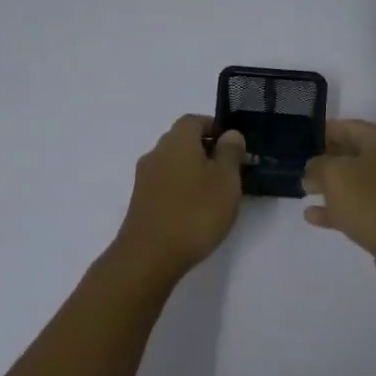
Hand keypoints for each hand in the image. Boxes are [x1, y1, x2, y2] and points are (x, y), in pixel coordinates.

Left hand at [111, 116, 246, 281]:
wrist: (150, 255)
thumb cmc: (195, 212)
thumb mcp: (225, 180)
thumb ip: (230, 153)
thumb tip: (230, 134)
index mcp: (177, 141)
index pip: (195, 120)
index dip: (215, 128)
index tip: (234, 146)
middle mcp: (156, 153)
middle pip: (182, 141)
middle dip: (206, 150)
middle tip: (230, 170)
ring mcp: (145, 178)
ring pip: (173, 164)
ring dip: (193, 171)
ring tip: (216, 193)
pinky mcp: (141, 201)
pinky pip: (166, 184)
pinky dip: (182, 188)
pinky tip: (195, 209)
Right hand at [302, 120, 375, 296]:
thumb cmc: (374, 201)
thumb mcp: (336, 175)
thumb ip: (318, 166)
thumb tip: (315, 168)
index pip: (348, 127)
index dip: (322, 132)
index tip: (299, 139)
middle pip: (352, 154)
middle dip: (325, 160)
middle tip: (297, 166)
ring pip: (355, 183)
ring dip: (330, 186)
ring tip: (303, 190)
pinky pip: (359, 208)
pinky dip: (337, 209)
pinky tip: (313, 216)